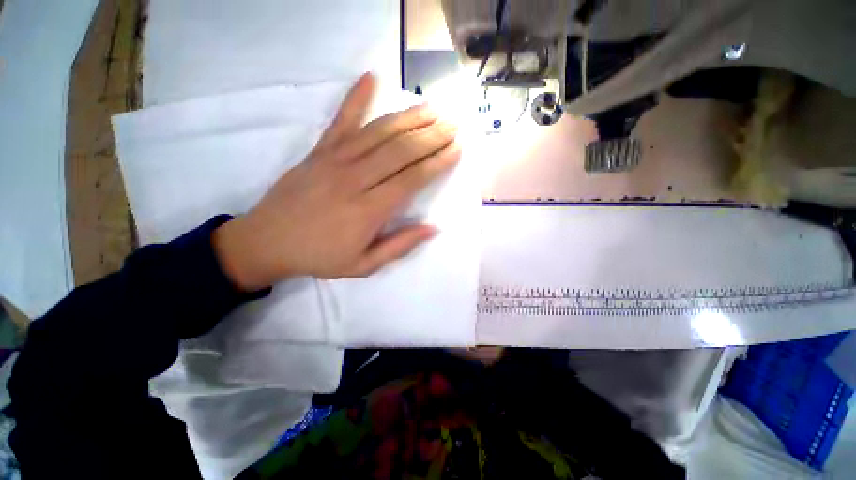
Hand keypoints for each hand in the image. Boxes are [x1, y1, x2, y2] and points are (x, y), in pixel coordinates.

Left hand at [213, 73, 460, 290]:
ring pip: (379, 132)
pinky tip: (370, 78)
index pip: (411, 179)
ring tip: (431, 108)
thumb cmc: (320, 257)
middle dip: (431, 136)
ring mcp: (335, 160)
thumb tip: (432, 228)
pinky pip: (340, 120)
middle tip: (453, 125)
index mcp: (369, 211)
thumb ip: (399, 246)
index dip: (436, 163)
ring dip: (408, 117)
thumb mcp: (364, 265)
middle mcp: (355, 180)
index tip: (456, 150)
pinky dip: (355, 97)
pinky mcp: (318, 151)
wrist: (267, 242)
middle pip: (400, 151)